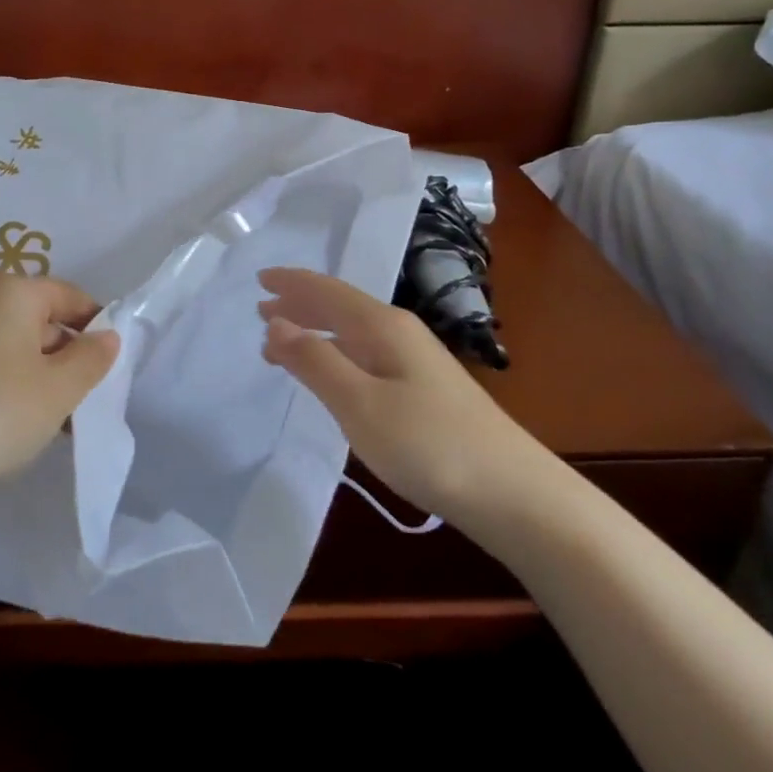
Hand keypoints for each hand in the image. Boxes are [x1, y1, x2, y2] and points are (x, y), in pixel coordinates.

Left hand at [0, 273, 119, 512]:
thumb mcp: (59, 389)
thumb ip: (92, 359)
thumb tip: (106, 337)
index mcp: (11, 293)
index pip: (70, 296)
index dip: (97, 328)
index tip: (111, 368)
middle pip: (41, 321)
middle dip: (69, 359)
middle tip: (85, 402)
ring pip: (15, 348)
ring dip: (42, 379)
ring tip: (55, 425)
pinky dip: (11, 389)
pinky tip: (16, 428)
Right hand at [258, 267, 562, 536]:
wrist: (514, 493)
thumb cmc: (428, 445)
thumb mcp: (359, 404)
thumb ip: (315, 361)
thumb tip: (276, 323)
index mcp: (383, 326)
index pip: (328, 291)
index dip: (292, 283)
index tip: (258, 278)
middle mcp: (400, 333)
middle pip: (341, 307)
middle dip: (300, 305)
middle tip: (262, 309)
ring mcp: (416, 362)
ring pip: (353, 333)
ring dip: (315, 331)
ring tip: (283, 341)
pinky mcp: (424, 390)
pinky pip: (365, 355)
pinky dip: (336, 354)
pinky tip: (332, 373)